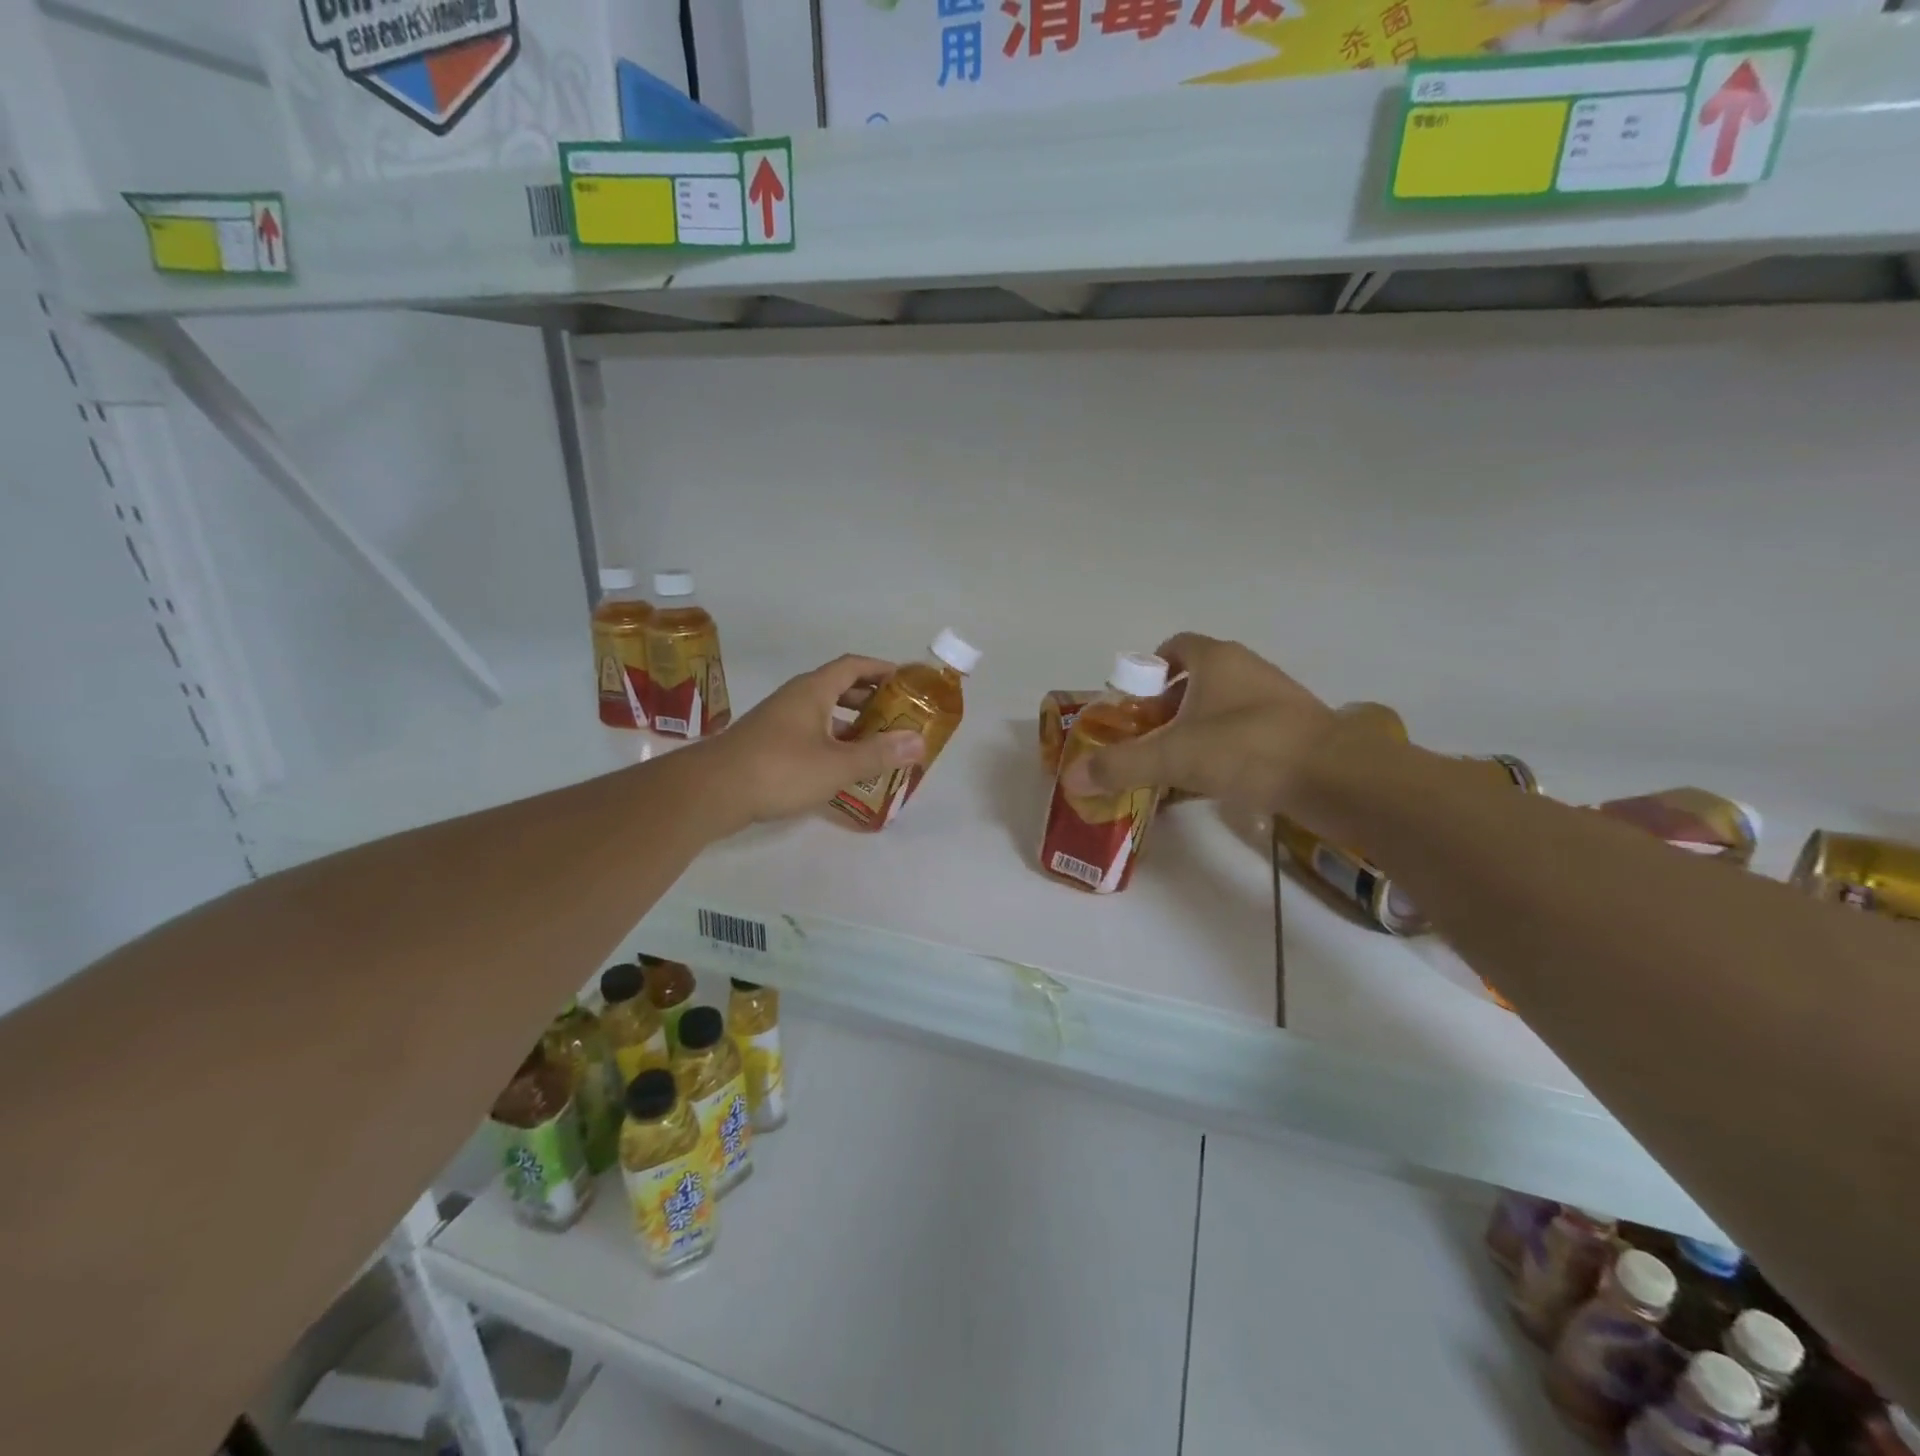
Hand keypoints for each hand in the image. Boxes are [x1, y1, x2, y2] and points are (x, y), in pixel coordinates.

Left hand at [701, 656, 923, 828]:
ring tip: (876, 741)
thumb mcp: (837, 765)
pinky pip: (809, 731)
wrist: (712, 791)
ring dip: (850, 721)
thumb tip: (919, 741)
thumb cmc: (779, 770)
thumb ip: (879, 753)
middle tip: (897, 714)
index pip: (853, 666)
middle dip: (870, 697)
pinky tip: (840, 765)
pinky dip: (831, 739)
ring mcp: (778, 720)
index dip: (881, 669)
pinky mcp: (767, 743)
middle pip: (838, 687)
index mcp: (813, 691)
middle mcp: (795, 698)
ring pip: (822, 711)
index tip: (906, 680)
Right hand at [1060, 634, 1339, 813]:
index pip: (1173, 646)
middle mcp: (1245, 670)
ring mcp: (1273, 700)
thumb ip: (1120, 766)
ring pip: (1219, 708)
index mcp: (1216, 659)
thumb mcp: (1173, 757)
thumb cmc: (1246, 748)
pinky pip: (1241, 734)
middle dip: (1164, 707)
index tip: (1131, 702)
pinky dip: (1220, 751)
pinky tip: (1208, 783)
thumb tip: (1071, 779)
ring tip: (1171, 765)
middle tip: (1144, 739)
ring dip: (1192, 730)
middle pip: (1193, 680)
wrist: (1336, 777)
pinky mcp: (1291, 731)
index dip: (1147, 670)